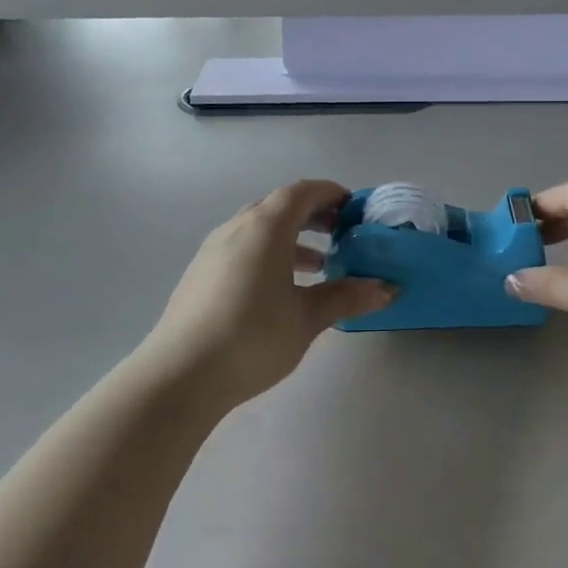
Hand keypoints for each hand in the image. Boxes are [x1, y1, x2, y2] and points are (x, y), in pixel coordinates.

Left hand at [141, 180, 392, 403]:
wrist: (180, 375)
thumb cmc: (253, 338)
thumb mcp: (308, 318)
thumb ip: (347, 297)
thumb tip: (387, 288)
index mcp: (265, 228)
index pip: (301, 192)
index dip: (330, 194)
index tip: (355, 209)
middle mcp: (236, 229)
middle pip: (279, 207)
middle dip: (313, 215)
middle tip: (343, 234)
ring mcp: (213, 251)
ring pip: (258, 230)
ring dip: (291, 238)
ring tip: (319, 266)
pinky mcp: (200, 275)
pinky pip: (242, 249)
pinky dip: (268, 254)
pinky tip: (281, 290)